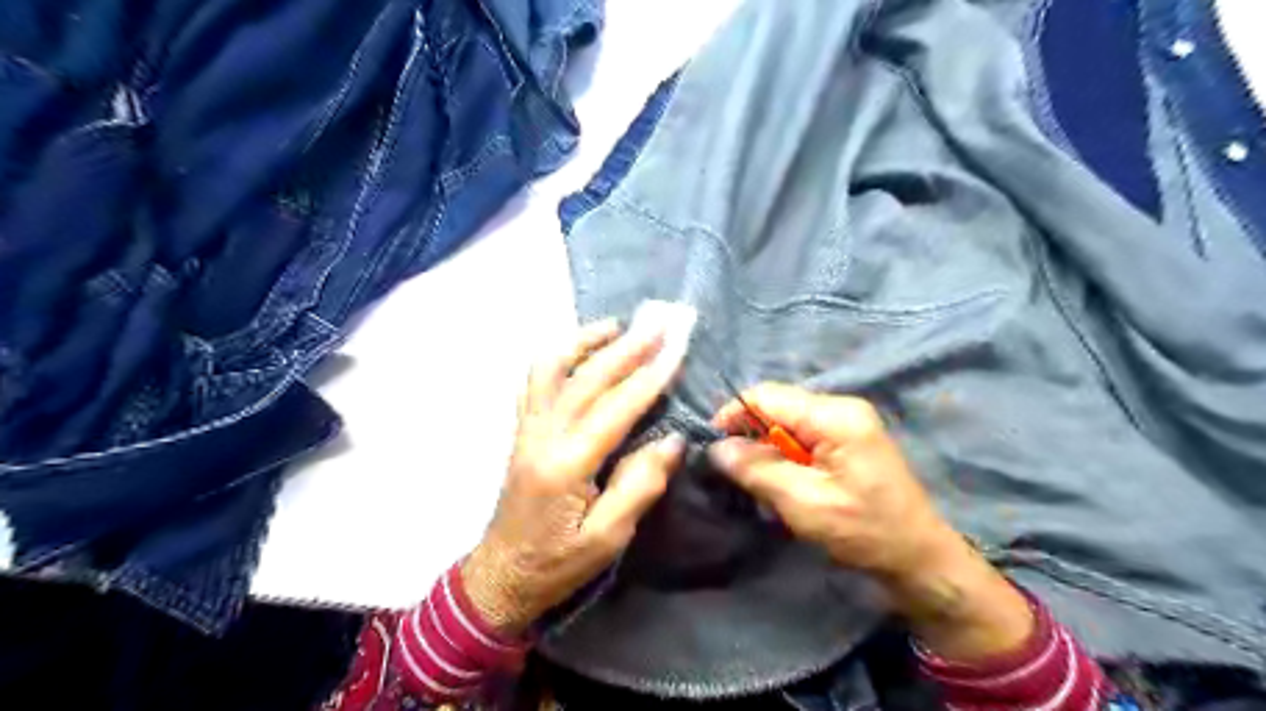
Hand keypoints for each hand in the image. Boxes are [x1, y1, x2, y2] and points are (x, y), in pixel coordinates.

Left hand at [464, 319, 687, 635]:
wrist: (500, 576)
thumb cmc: (557, 564)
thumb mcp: (608, 539)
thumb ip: (640, 486)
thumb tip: (673, 440)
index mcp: (566, 466)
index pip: (615, 409)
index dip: (649, 377)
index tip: (677, 348)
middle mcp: (542, 436)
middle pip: (586, 379)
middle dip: (627, 347)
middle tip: (660, 323)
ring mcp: (527, 429)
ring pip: (551, 368)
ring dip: (585, 340)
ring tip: (618, 325)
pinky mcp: (521, 430)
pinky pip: (535, 380)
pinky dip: (559, 355)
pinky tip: (580, 348)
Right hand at [707, 382, 1032, 660]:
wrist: (919, 558)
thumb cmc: (864, 531)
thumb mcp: (804, 503)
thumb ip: (758, 470)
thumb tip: (716, 448)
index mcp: (834, 415)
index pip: (766, 395)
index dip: (733, 415)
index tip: (713, 446)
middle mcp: (841, 407)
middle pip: (777, 405)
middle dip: (751, 435)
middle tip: (739, 473)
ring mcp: (848, 421)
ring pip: (787, 421)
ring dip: (768, 449)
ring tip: (765, 483)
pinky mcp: (849, 438)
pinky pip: (803, 434)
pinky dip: (786, 455)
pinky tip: (788, 483)